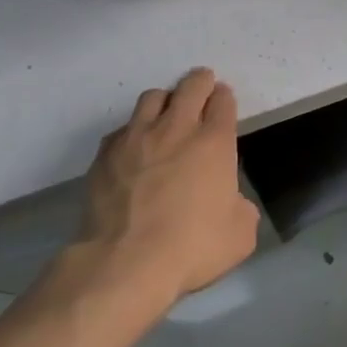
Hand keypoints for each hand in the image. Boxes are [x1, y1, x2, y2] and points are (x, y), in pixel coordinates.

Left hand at [76, 68, 259, 310]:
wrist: (125, 264)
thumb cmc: (192, 247)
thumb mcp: (240, 234)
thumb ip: (241, 208)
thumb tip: (231, 203)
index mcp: (214, 142)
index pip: (223, 101)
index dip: (224, 97)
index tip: (223, 101)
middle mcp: (176, 129)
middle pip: (191, 86)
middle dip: (200, 82)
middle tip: (202, 87)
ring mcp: (136, 138)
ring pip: (152, 97)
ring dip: (165, 100)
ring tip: (166, 114)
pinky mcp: (105, 155)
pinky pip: (122, 128)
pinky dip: (133, 131)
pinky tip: (134, 149)